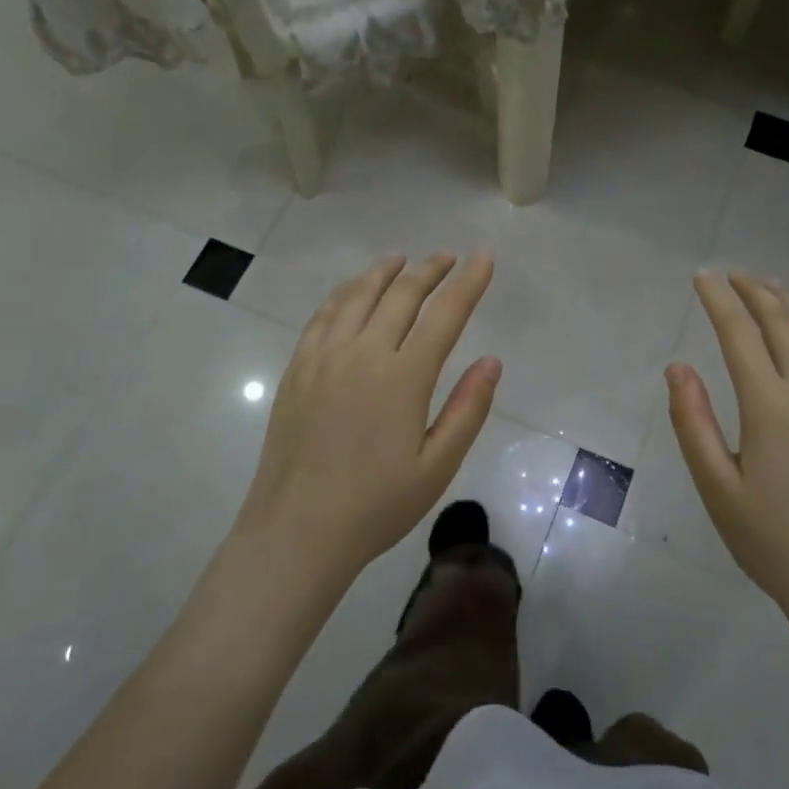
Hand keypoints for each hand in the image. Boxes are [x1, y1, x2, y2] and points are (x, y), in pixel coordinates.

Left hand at [232, 254, 501, 583]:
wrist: (297, 531)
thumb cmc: (376, 506)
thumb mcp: (437, 466)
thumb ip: (467, 409)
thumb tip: (491, 361)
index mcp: (403, 377)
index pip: (444, 314)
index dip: (468, 283)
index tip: (484, 258)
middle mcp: (363, 353)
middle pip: (401, 295)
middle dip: (430, 270)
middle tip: (448, 257)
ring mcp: (324, 357)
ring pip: (357, 296)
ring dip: (384, 272)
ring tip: (402, 260)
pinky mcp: (297, 369)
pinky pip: (323, 315)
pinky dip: (344, 293)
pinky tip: (352, 291)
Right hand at [666, 272, 788, 620]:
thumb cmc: (772, 539)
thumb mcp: (717, 487)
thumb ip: (693, 422)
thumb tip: (677, 367)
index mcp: (772, 406)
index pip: (740, 334)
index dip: (719, 301)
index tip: (702, 277)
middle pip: (783, 322)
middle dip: (754, 291)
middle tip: (730, 274)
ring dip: (788, 303)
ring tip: (766, 286)